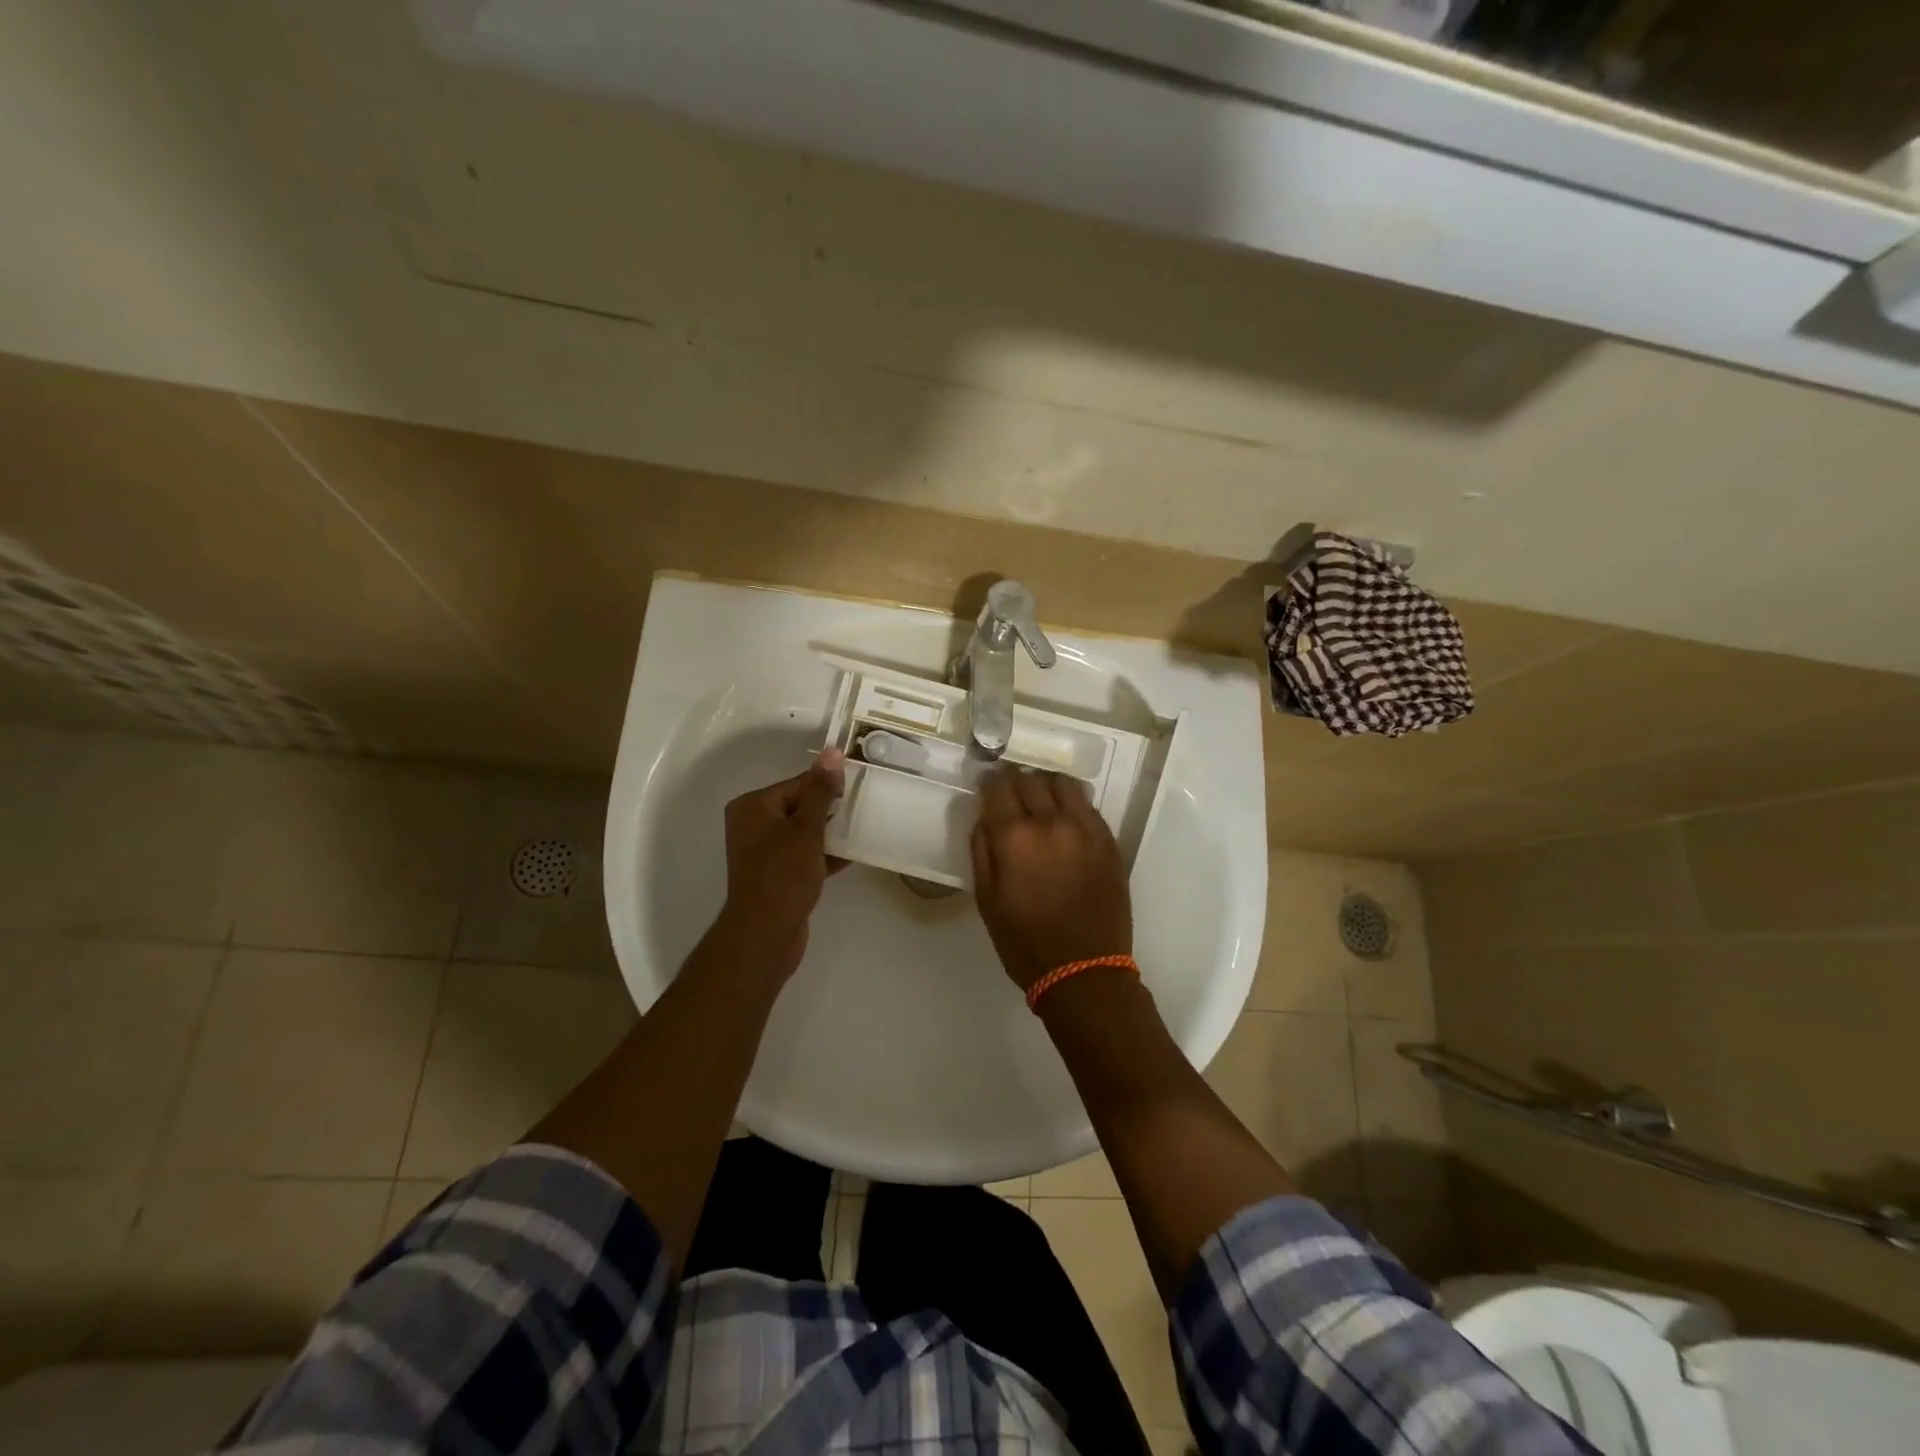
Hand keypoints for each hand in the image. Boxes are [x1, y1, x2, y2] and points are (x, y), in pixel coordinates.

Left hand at [717, 749, 845, 980]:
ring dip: (831, 832)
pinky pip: (804, 855)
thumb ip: (820, 791)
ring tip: (863, 828)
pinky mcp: (777, 875)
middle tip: (864, 807)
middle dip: (831, 809)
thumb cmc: (783, 874)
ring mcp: (764, 852)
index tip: (858, 787)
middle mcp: (753, 825)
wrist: (766, 933)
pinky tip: (853, 854)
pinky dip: (825, 854)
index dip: (828, 786)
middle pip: (800, 806)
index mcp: (753, 806)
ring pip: (804, 832)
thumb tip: (831, 752)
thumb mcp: (806, 828)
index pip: (797, 784)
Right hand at [970, 768, 1131, 992]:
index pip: (998, 787)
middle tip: (1009, 794)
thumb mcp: (986, 899)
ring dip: (1046, 786)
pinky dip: (1072, 802)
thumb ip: (982, 850)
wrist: (1084, 970)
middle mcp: (1051, 822)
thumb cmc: (1024, 942)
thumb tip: (984, 818)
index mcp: (1015, 837)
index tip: (986, 786)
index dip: (989, 783)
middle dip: (1015, 782)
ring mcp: (1085, 829)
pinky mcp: (1108, 841)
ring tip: (1040, 799)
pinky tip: (1065, 817)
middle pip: (1029, 780)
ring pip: (1063, 784)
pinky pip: (1088, 805)